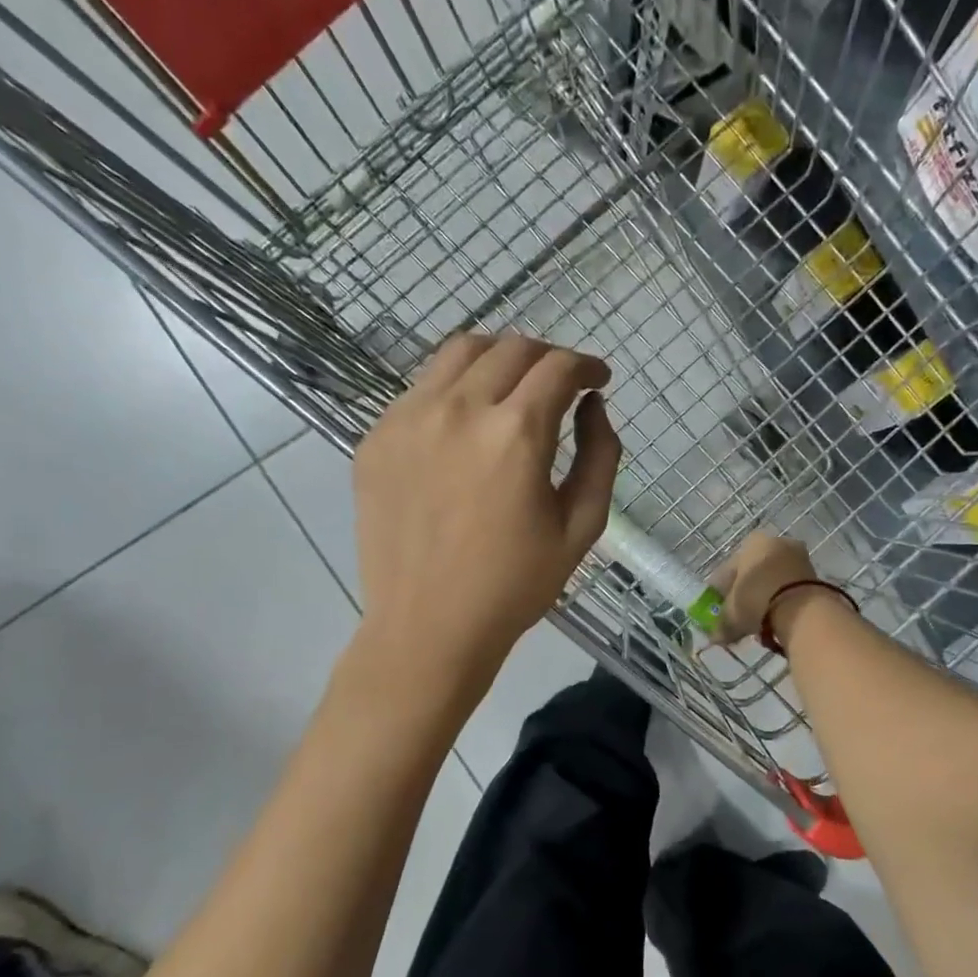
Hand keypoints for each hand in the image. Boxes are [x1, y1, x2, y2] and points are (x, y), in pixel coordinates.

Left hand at [354, 332, 620, 671]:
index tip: (597, 381)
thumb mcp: (581, 527)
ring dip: (498, 359)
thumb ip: (600, 456)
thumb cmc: (514, 586)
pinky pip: (422, 389)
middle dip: (548, 357)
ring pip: (459, 352)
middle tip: (561, 384)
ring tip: (512, 387)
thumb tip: (593, 407)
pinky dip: (454, 389)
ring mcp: (408, 419)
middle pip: (511, 348)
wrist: (427, 628)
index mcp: (516, 434)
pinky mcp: (377, 437)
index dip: (587, 366)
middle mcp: (459, 409)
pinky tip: (465, 426)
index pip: (558, 368)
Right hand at [709, 531, 823, 645]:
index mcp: (752, 543)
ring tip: (759, 619)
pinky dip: (783, 600)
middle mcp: (776, 542)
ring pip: (774, 578)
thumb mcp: (732, 614)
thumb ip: (722, 624)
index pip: (730, 568)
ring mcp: (799, 557)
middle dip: (746, 592)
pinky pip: (791, 587)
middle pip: (754, 571)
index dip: (722, 590)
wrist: (801, 609)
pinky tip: (777, 618)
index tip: (719, 608)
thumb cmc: (757, 600)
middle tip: (740, 614)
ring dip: (766, 596)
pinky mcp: (815, 574)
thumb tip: (715, 636)